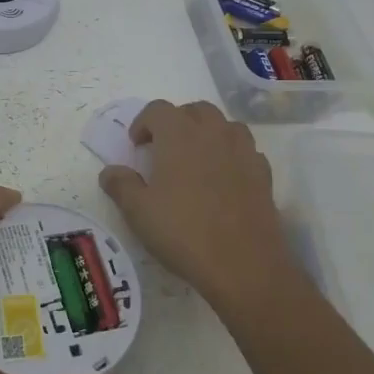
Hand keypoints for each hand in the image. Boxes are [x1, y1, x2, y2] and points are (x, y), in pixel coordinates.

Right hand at [98, 100, 292, 312]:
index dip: (143, 123)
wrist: (243, 264)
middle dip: (176, 122)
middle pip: (194, 110)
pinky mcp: (263, 173)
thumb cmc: (183, 232)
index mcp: (178, 133)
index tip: (136, 146)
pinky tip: (224, 178)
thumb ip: (121, 185)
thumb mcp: (138, 211)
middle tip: (164, 149)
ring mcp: (242, 150)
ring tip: (196, 159)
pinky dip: (231, 155)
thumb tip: (110, 171)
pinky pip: (245, 150)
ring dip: (207, 133)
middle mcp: (212, 132)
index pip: (157, 109)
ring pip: (224, 125)